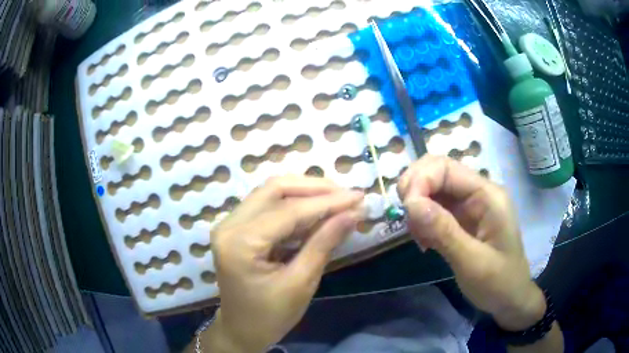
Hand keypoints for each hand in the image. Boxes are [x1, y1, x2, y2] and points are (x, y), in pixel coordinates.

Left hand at [206, 176, 363, 351]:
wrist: (242, 330)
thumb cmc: (270, 316)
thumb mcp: (300, 284)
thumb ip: (324, 244)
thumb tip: (353, 213)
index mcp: (239, 243)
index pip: (288, 211)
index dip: (327, 202)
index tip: (358, 196)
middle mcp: (229, 225)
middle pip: (275, 189)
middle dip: (315, 188)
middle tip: (347, 195)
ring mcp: (230, 224)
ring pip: (271, 193)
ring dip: (306, 193)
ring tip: (337, 200)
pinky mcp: (237, 228)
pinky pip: (268, 206)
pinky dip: (295, 206)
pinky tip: (317, 212)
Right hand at [398, 155, 545, 330]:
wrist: (509, 299)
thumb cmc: (498, 283)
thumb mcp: (472, 262)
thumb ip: (443, 231)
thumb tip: (410, 204)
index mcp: (487, 195)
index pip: (446, 168)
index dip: (420, 181)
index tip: (406, 210)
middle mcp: (478, 193)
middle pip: (437, 171)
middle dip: (415, 188)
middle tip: (406, 219)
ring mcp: (469, 205)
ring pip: (433, 188)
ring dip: (417, 206)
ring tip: (418, 236)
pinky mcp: (462, 219)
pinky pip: (435, 207)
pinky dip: (422, 219)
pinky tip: (424, 241)